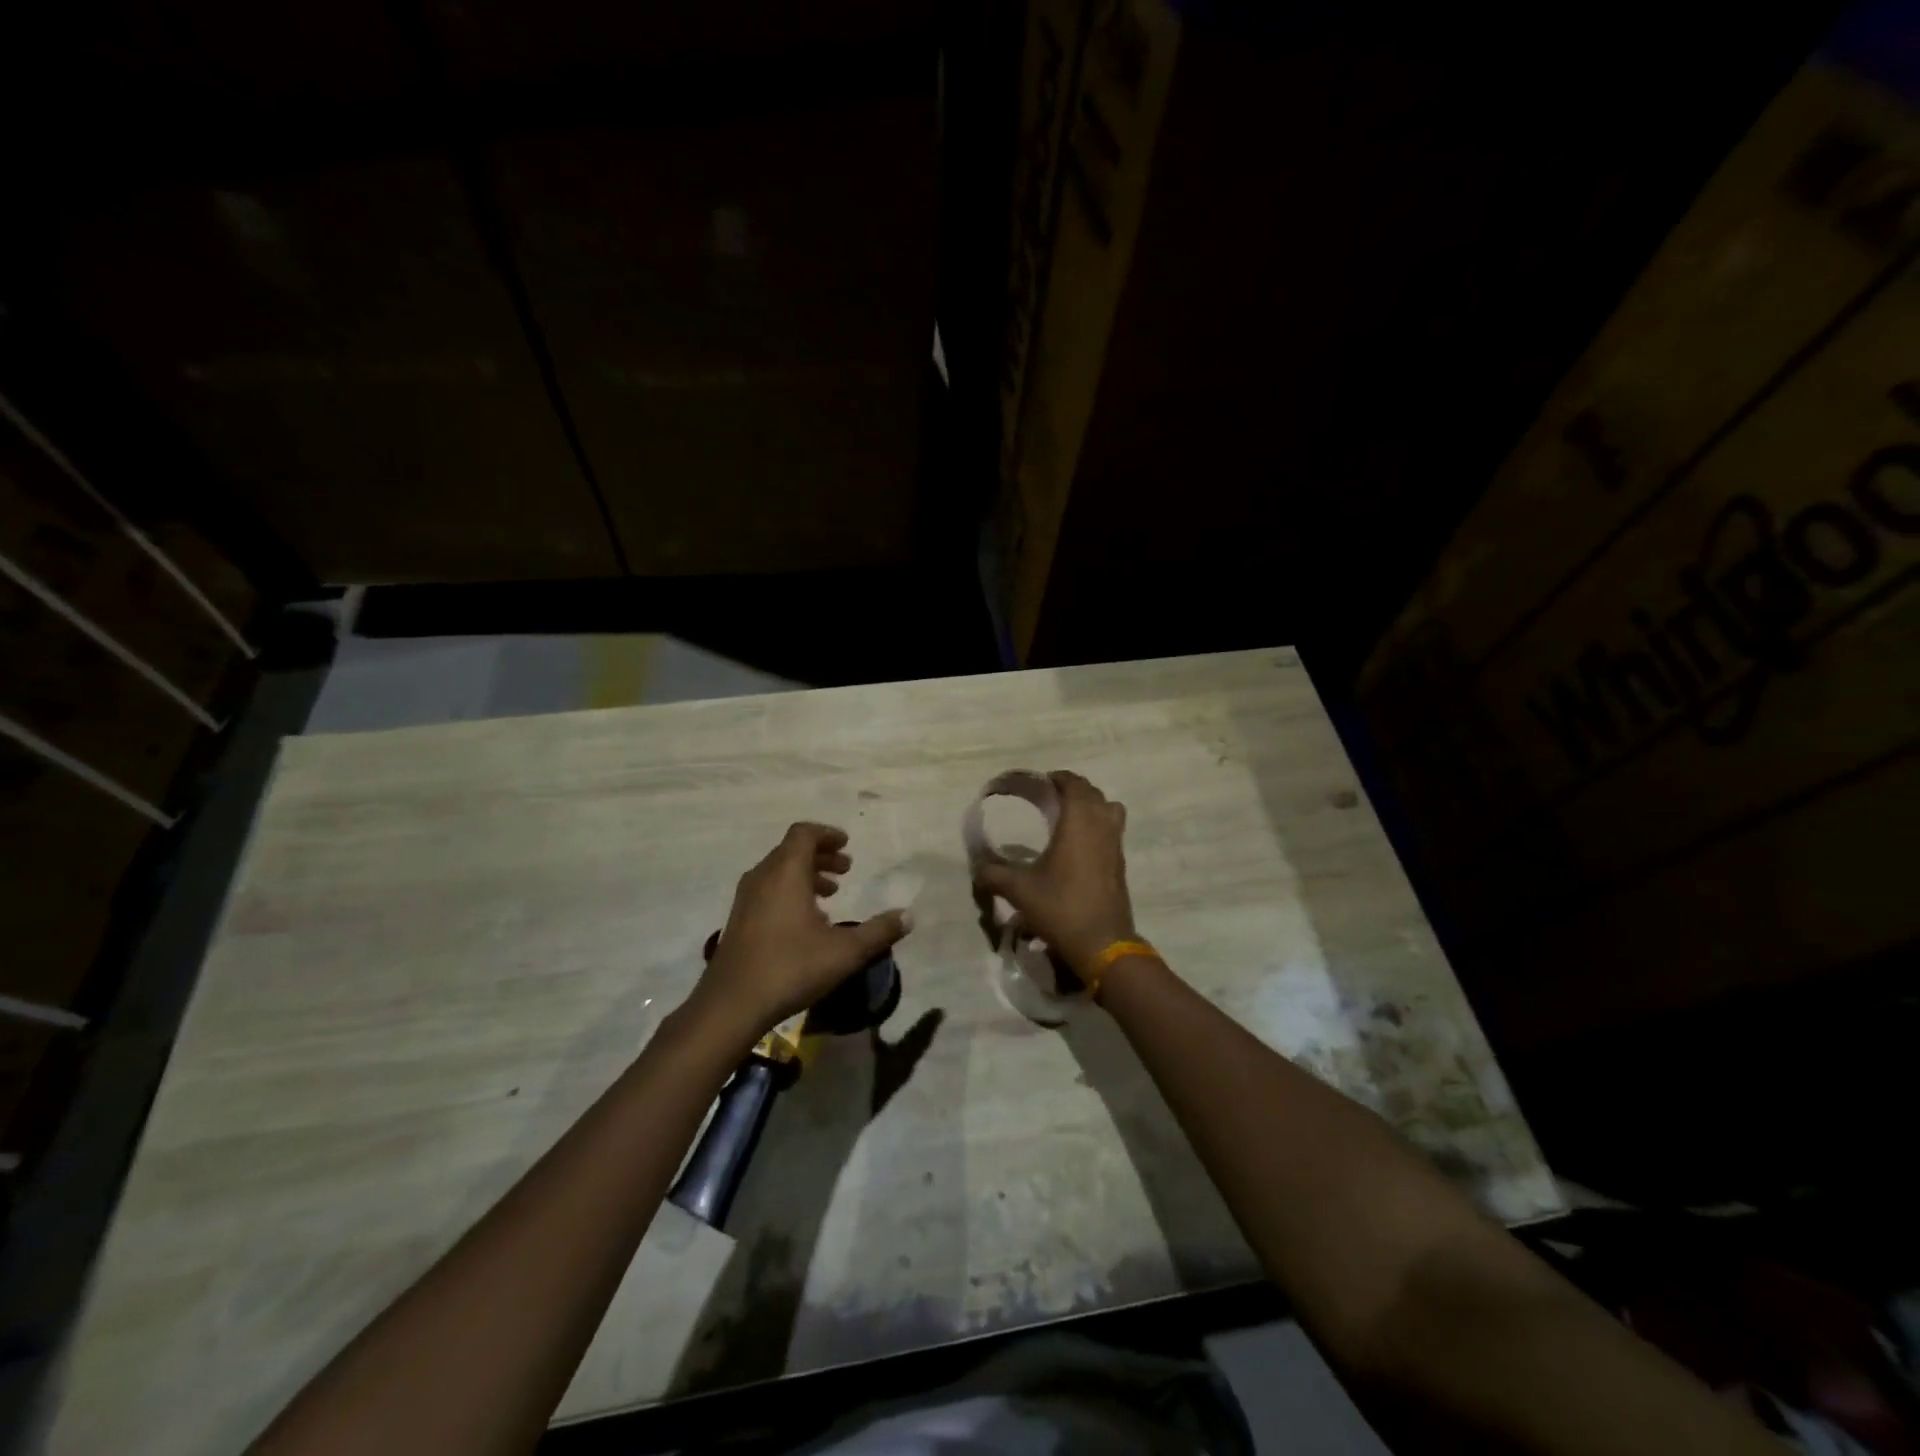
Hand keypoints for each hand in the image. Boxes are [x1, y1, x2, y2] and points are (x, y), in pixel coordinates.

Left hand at [692, 823, 910, 1038]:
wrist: (731, 1004)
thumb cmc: (791, 968)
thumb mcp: (845, 951)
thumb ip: (879, 931)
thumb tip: (908, 916)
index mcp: (785, 872)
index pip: (804, 834)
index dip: (827, 834)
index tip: (847, 844)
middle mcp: (762, 877)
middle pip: (791, 851)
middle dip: (820, 855)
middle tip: (846, 869)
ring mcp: (746, 899)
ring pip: (778, 872)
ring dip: (805, 874)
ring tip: (830, 894)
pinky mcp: (738, 920)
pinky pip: (767, 890)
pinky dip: (789, 892)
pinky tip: (806, 922)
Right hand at [973, 771, 1136, 975]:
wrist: (1102, 944)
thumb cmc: (1061, 908)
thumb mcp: (1019, 890)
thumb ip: (993, 873)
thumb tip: (976, 866)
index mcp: (1079, 822)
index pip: (1073, 784)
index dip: (1056, 778)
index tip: (1038, 783)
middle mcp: (1101, 825)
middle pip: (1092, 792)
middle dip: (1071, 789)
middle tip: (1047, 797)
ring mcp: (1115, 844)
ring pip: (1108, 808)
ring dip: (1089, 805)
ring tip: (1066, 816)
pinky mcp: (1120, 863)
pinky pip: (1112, 829)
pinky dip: (1097, 824)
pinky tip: (1077, 844)